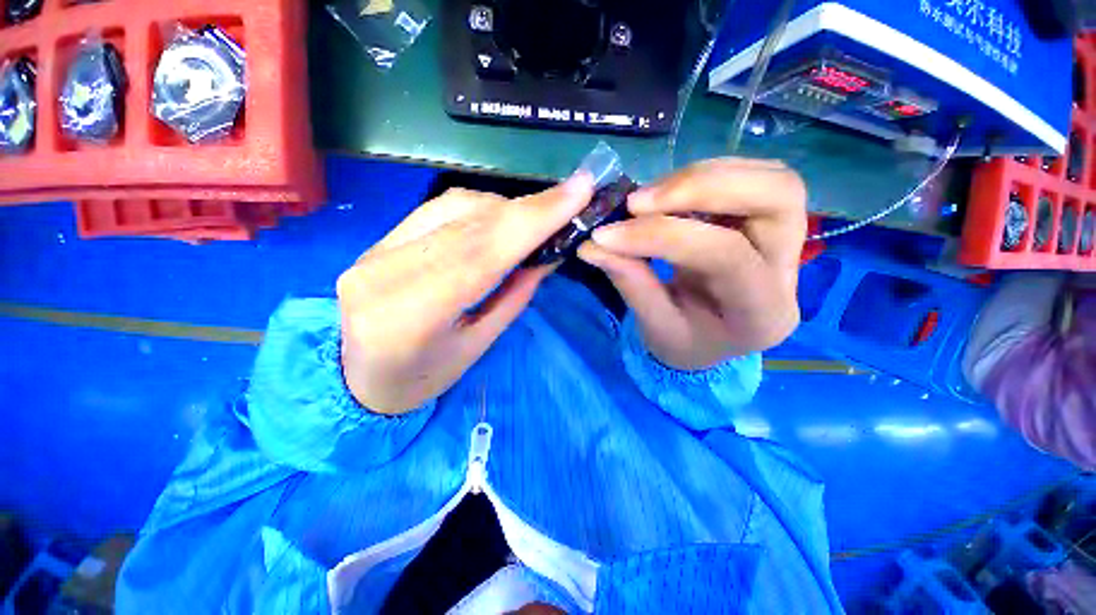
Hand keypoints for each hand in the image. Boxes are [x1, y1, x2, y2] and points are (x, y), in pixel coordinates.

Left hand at [337, 175, 594, 413]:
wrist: (362, 380)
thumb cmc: (426, 378)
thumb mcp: (478, 346)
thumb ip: (513, 296)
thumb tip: (547, 254)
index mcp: (412, 315)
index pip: (482, 252)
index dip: (533, 219)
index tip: (578, 191)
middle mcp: (385, 273)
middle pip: (469, 225)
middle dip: (527, 208)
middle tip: (571, 195)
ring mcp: (373, 252)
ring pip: (453, 208)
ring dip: (504, 208)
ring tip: (536, 217)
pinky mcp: (374, 242)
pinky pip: (436, 211)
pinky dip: (478, 209)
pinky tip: (499, 218)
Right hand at [578, 159, 805, 369]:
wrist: (709, 341)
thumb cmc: (684, 343)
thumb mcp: (655, 328)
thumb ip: (630, 283)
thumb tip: (592, 245)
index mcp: (763, 314)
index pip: (725, 256)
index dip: (661, 236)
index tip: (607, 234)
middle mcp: (790, 271)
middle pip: (778, 196)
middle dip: (701, 186)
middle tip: (637, 202)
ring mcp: (789, 240)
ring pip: (770, 178)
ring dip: (699, 177)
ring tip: (646, 199)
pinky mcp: (770, 222)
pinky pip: (750, 178)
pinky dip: (702, 177)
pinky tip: (667, 195)